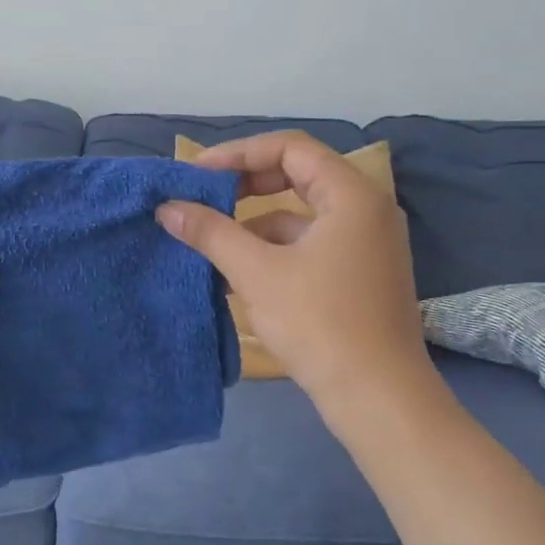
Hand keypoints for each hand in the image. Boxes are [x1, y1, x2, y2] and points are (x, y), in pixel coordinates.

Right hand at [156, 132, 437, 412]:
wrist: (377, 397)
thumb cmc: (319, 324)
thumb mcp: (257, 273)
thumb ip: (211, 232)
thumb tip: (167, 207)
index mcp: (352, 195)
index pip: (290, 147)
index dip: (239, 153)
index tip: (198, 172)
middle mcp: (366, 209)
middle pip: (298, 175)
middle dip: (245, 185)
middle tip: (203, 198)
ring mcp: (367, 243)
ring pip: (301, 214)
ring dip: (255, 224)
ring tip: (210, 242)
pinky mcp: (360, 274)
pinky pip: (310, 244)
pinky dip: (274, 250)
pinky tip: (238, 274)